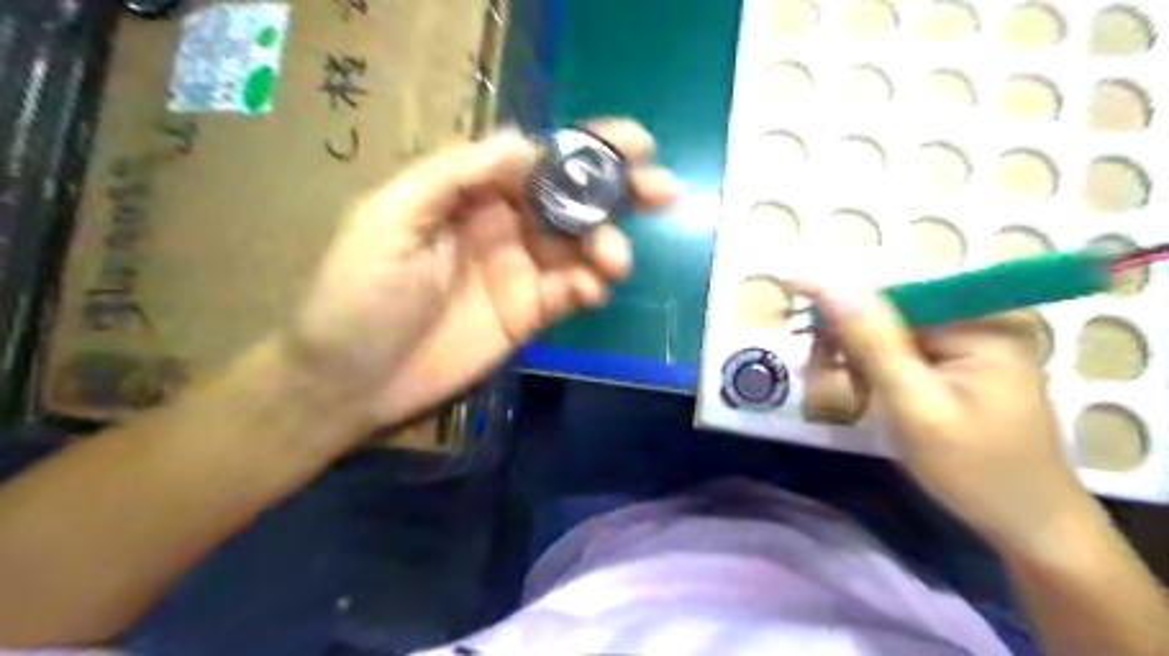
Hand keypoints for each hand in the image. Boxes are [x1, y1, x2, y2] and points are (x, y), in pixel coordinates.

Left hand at [287, 119, 682, 431]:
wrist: (349, 380)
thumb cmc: (357, 294)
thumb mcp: (390, 218)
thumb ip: (455, 174)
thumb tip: (526, 142)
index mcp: (471, 191)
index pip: (539, 158)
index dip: (586, 149)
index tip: (634, 146)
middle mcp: (503, 224)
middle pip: (572, 198)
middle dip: (619, 191)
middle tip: (663, 190)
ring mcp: (520, 271)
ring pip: (581, 246)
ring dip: (608, 246)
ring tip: (614, 261)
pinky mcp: (529, 313)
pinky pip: (572, 291)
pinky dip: (592, 286)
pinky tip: (595, 290)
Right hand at [805, 287, 1096, 552]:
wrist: (1029, 526)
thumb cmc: (974, 470)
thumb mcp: (915, 405)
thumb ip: (872, 342)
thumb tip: (831, 284)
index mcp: (981, 322)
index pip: (893, 292)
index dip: (839, 297)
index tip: (789, 288)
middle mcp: (980, 321)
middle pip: (892, 312)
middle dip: (849, 340)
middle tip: (820, 372)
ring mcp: (975, 343)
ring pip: (892, 334)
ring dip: (859, 359)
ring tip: (847, 393)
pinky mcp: (964, 364)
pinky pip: (905, 353)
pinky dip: (877, 372)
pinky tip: (867, 395)